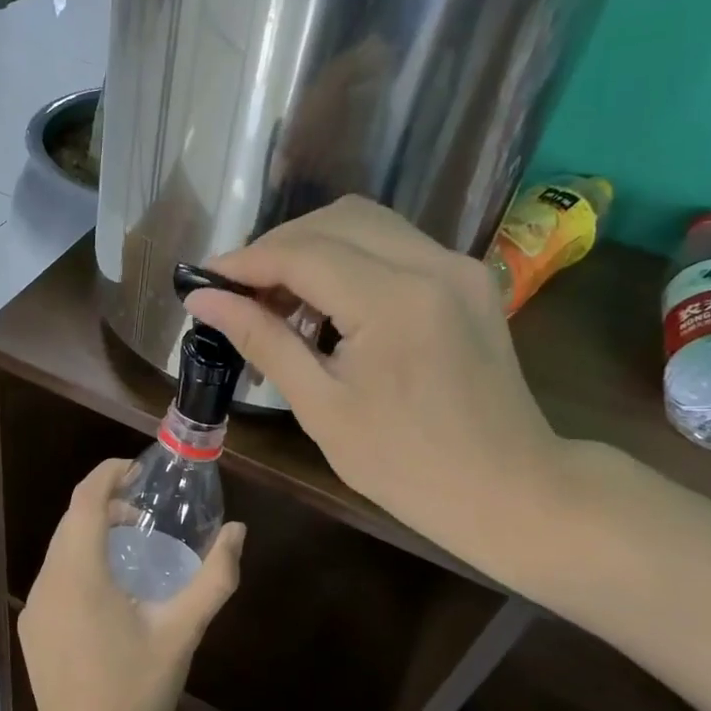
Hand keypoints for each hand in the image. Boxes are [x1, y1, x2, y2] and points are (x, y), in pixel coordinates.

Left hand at [19, 460, 243, 710]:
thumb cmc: (133, 689)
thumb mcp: (181, 633)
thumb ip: (214, 579)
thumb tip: (238, 532)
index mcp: (79, 572)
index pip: (85, 499)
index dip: (108, 474)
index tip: (137, 469)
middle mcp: (49, 578)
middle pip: (71, 519)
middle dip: (105, 501)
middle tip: (145, 508)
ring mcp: (35, 603)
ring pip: (61, 546)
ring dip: (93, 532)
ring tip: (133, 543)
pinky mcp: (33, 625)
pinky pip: (55, 573)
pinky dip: (80, 559)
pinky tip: (109, 588)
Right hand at [185, 196, 568, 565]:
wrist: (507, 489)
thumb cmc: (404, 465)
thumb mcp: (321, 406)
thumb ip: (262, 339)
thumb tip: (202, 299)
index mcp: (394, 301)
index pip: (302, 252)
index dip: (244, 261)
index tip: (202, 281)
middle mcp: (432, 264)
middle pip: (333, 221)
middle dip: (275, 249)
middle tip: (238, 296)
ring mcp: (457, 266)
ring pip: (364, 223)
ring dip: (311, 249)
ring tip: (278, 301)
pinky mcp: (468, 277)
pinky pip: (394, 244)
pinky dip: (348, 259)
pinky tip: (328, 303)